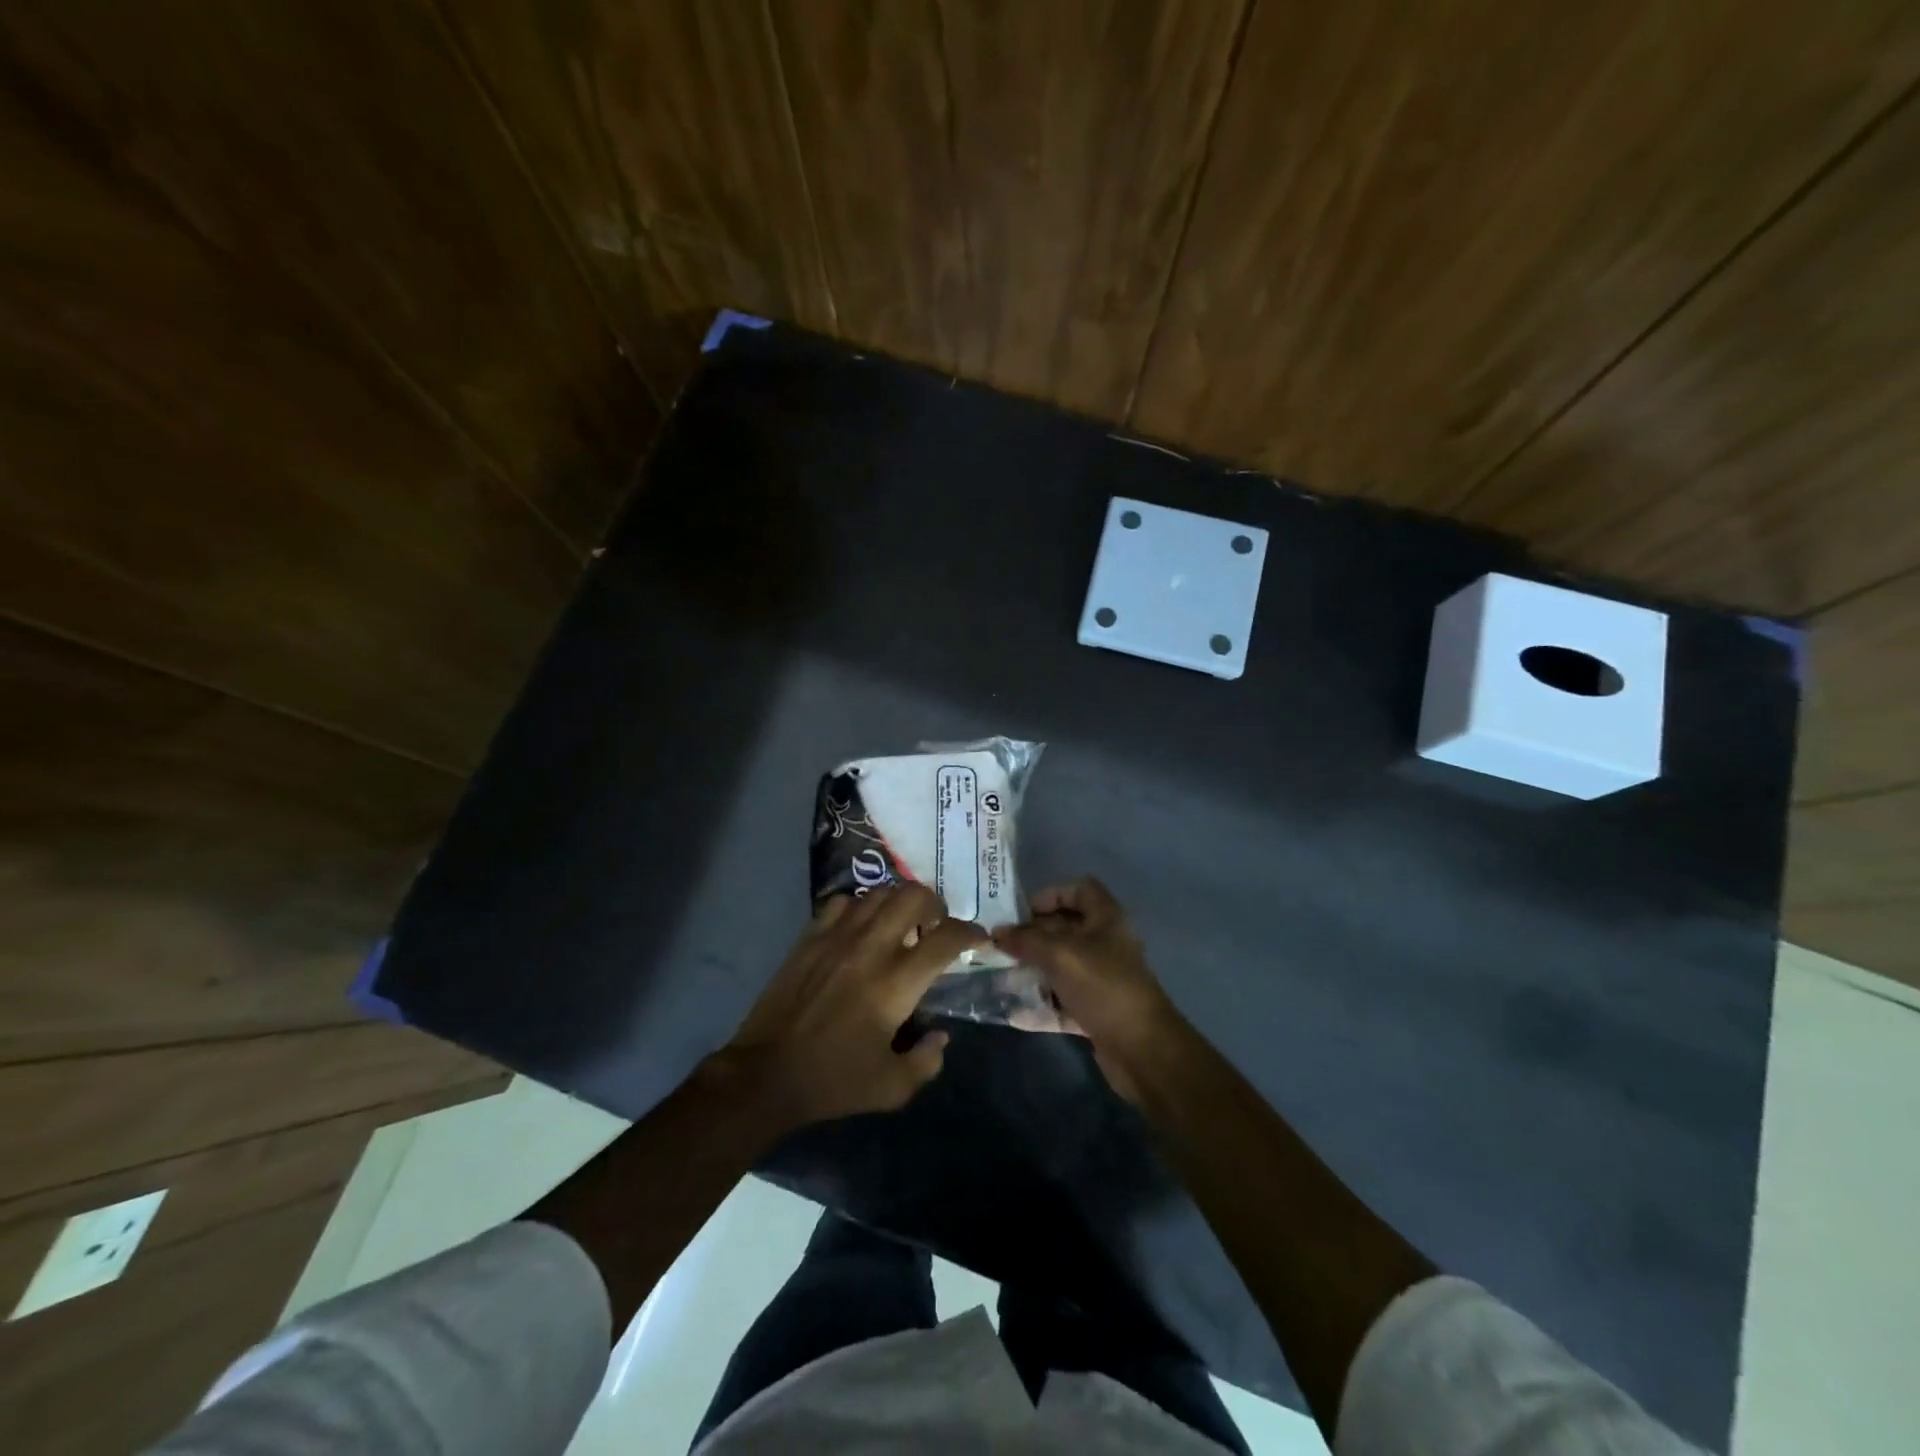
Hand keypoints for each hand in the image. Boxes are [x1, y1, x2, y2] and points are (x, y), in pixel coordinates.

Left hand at [724, 884, 985, 1129]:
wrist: (766, 1073)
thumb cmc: (834, 1081)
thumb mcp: (892, 1087)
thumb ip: (927, 1060)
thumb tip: (940, 1036)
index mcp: (896, 982)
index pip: (946, 939)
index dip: (971, 932)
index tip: (979, 939)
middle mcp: (871, 947)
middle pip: (914, 897)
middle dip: (935, 904)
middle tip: (936, 925)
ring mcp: (837, 936)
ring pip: (879, 892)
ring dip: (899, 902)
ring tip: (901, 923)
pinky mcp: (810, 937)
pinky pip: (842, 902)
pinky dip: (860, 907)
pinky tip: (860, 927)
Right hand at [992, 878, 1185, 1101]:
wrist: (1142, 1049)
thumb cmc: (1103, 986)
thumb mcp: (1060, 955)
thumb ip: (1026, 940)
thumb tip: (997, 932)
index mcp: (1106, 919)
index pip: (1080, 890)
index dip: (1051, 895)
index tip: (1022, 912)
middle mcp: (1105, 944)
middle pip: (1065, 929)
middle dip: (1032, 936)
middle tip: (1001, 945)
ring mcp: (1102, 979)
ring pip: (1061, 966)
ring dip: (1033, 971)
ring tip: (1000, 976)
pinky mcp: (1096, 1010)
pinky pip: (1062, 1000)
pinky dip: (1041, 1004)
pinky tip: (1013, 1012)